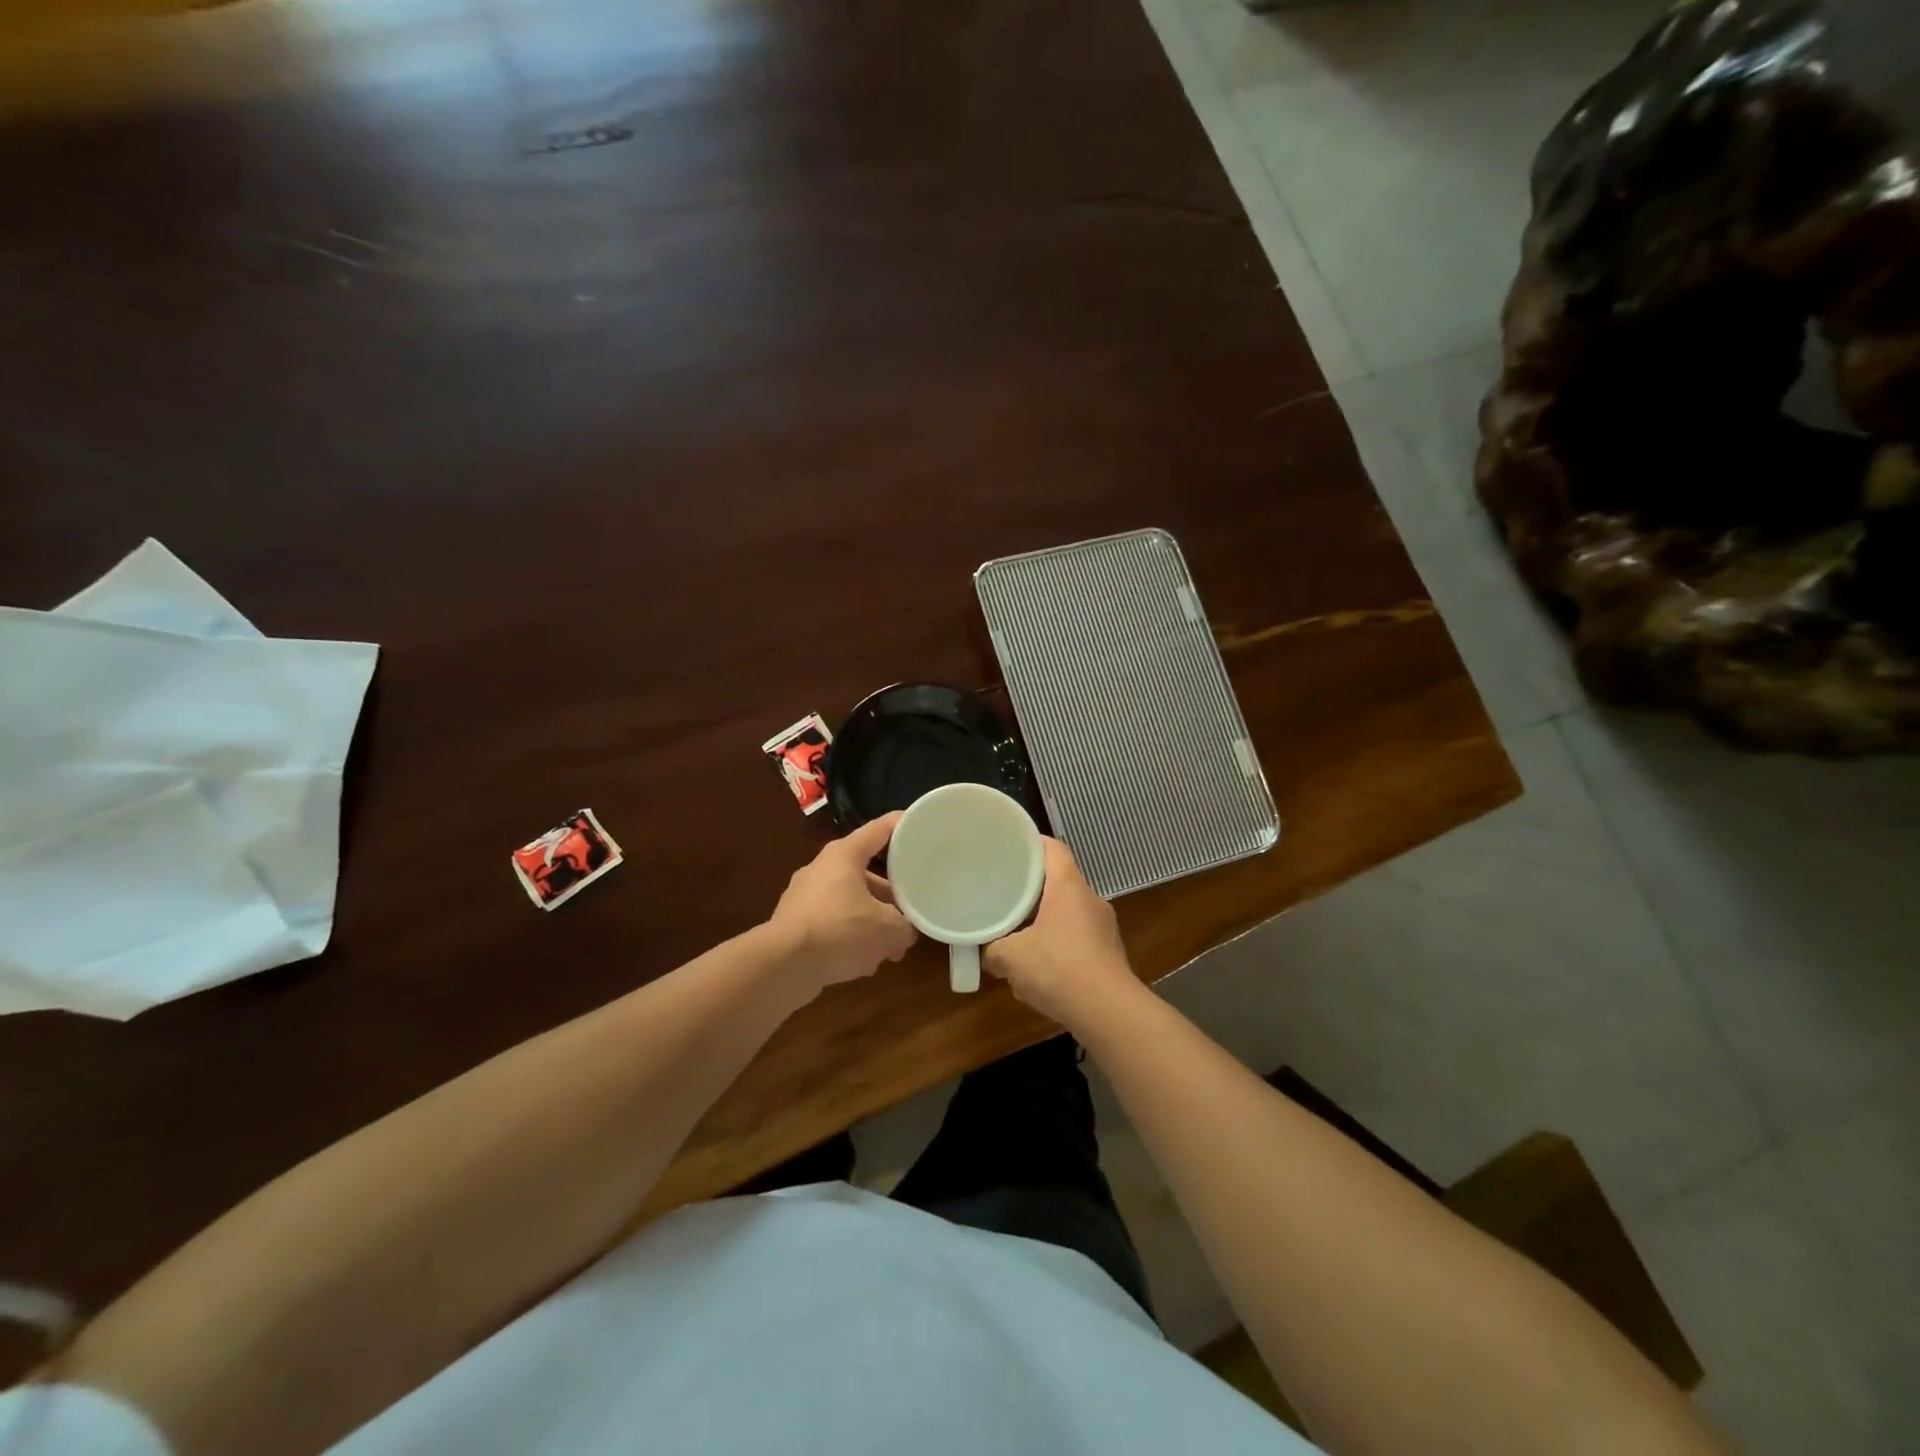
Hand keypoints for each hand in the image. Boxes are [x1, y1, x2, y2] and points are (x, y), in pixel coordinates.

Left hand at [769, 812, 917, 995]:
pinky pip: (831, 924)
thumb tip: (905, 931)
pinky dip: (848, 938)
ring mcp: (803, 896)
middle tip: (910, 912)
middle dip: (890, 895)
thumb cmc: (840, 931)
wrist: (783, 966)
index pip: (880, 829)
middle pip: (866, 873)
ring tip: (890, 948)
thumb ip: (905, 926)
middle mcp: (821, 869)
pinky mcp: (793, 924)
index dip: (903, 826)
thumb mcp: (888, 929)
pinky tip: (863, 964)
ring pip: (849, 902)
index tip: (921, 826)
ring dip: (870, 921)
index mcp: (844, 855)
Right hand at [984, 838, 1135, 1028]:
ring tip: (1017, 934)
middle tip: (1004, 893)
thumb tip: (986, 952)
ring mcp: (1104, 928)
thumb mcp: (1011, 957)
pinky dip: (1057, 947)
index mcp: (1069, 887)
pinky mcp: (1109, 954)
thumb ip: (993, 949)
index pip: (1053, 848)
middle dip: (1031, 889)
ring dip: (1044, 922)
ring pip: (1067, 913)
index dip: (1030, 843)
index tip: (1008, 848)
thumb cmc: (1058, 969)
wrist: (1109, 1013)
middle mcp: (1090, 900)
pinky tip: (1038, 970)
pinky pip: (1077, 940)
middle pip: (1059, 881)